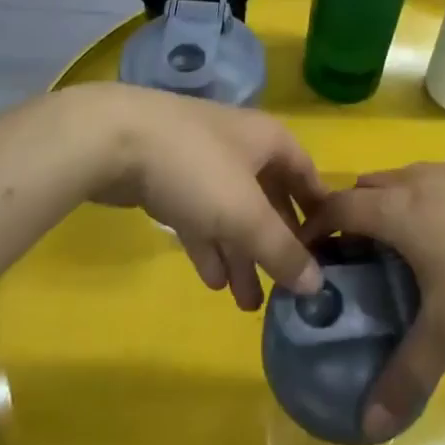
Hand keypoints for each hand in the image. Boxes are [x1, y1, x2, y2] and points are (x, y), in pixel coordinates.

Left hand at [66, 83, 327, 310]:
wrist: (116, 140)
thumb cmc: (197, 168)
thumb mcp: (246, 214)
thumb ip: (281, 250)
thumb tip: (318, 285)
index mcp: (269, 141)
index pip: (306, 174)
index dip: (318, 210)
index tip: (328, 251)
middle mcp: (241, 147)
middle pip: (269, 197)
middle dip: (275, 244)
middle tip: (284, 289)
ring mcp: (204, 161)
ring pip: (232, 213)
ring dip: (241, 254)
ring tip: (248, 304)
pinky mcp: (170, 179)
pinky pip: (200, 217)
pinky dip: (210, 246)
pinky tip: (213, 282)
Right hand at [302, 162, 444, 439]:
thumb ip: (407, 374)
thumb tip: (369, 424)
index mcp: (396, 209)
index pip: (337, 208)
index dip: (315, 228)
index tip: (306, 254)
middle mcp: (415, 180)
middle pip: (365, 188)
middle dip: (350, 217)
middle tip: (354, 260)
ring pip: (400, 181)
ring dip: (388, 207)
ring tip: (402, 251)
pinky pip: (432, 181)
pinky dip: (421, 202)